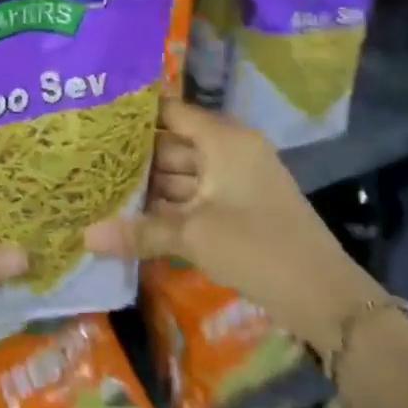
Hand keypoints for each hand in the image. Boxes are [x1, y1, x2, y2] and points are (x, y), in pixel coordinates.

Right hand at [83, 101, 378, 350]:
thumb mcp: (194, 236)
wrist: (323, 296)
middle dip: (134, 155)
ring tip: (99, 186)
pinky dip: (166, 205)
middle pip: (173, 144)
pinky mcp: (236, 209)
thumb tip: (84, 237)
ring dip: (147, 184)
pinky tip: (130, 214)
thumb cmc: (258, 248)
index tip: (95, 117)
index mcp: (225, 140)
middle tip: (86, 158)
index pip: (172, 112)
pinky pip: (192, 197)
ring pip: (180, 174)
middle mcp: (229, 152)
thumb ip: (138, 232)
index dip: (135, 114)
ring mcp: (234, 181)